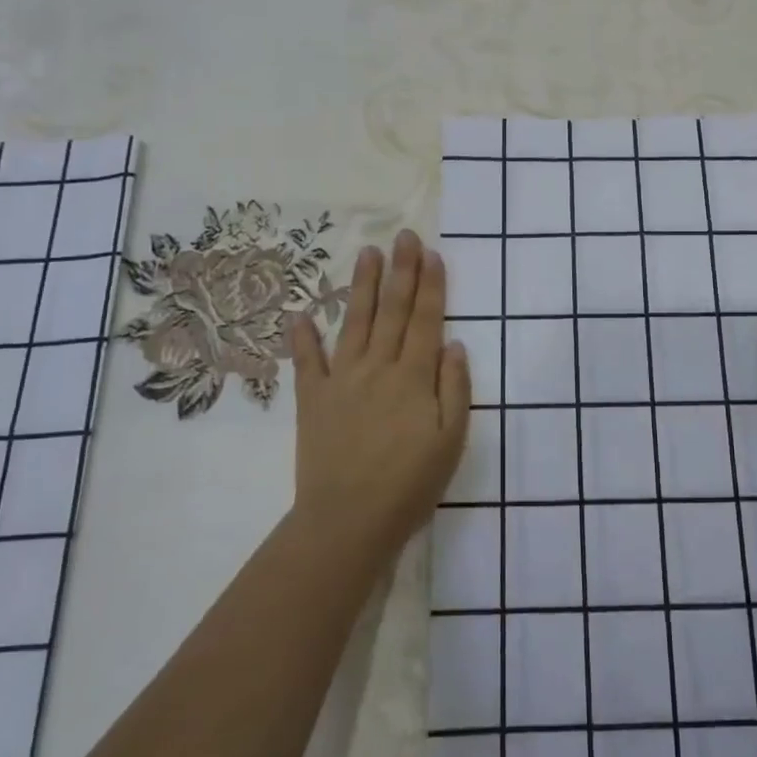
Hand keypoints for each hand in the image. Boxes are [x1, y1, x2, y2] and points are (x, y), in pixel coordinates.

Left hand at [289, 230, 471, 559]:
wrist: (348, 521)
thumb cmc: (410, 484)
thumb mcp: (451, 441)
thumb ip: (455, 389)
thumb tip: (454, 344)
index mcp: (413, 377)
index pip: (425, 320)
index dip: (430, 285)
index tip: (432, 254)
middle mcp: (378, 367)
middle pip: (392, 310)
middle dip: (401, 270)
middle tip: (404, 236)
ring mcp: (342, 380)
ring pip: (355, 322)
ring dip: (362, 286)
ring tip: (368, 253)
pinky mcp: (313, 399)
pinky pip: (308, 361)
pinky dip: (303, 336)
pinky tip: (301, 313)